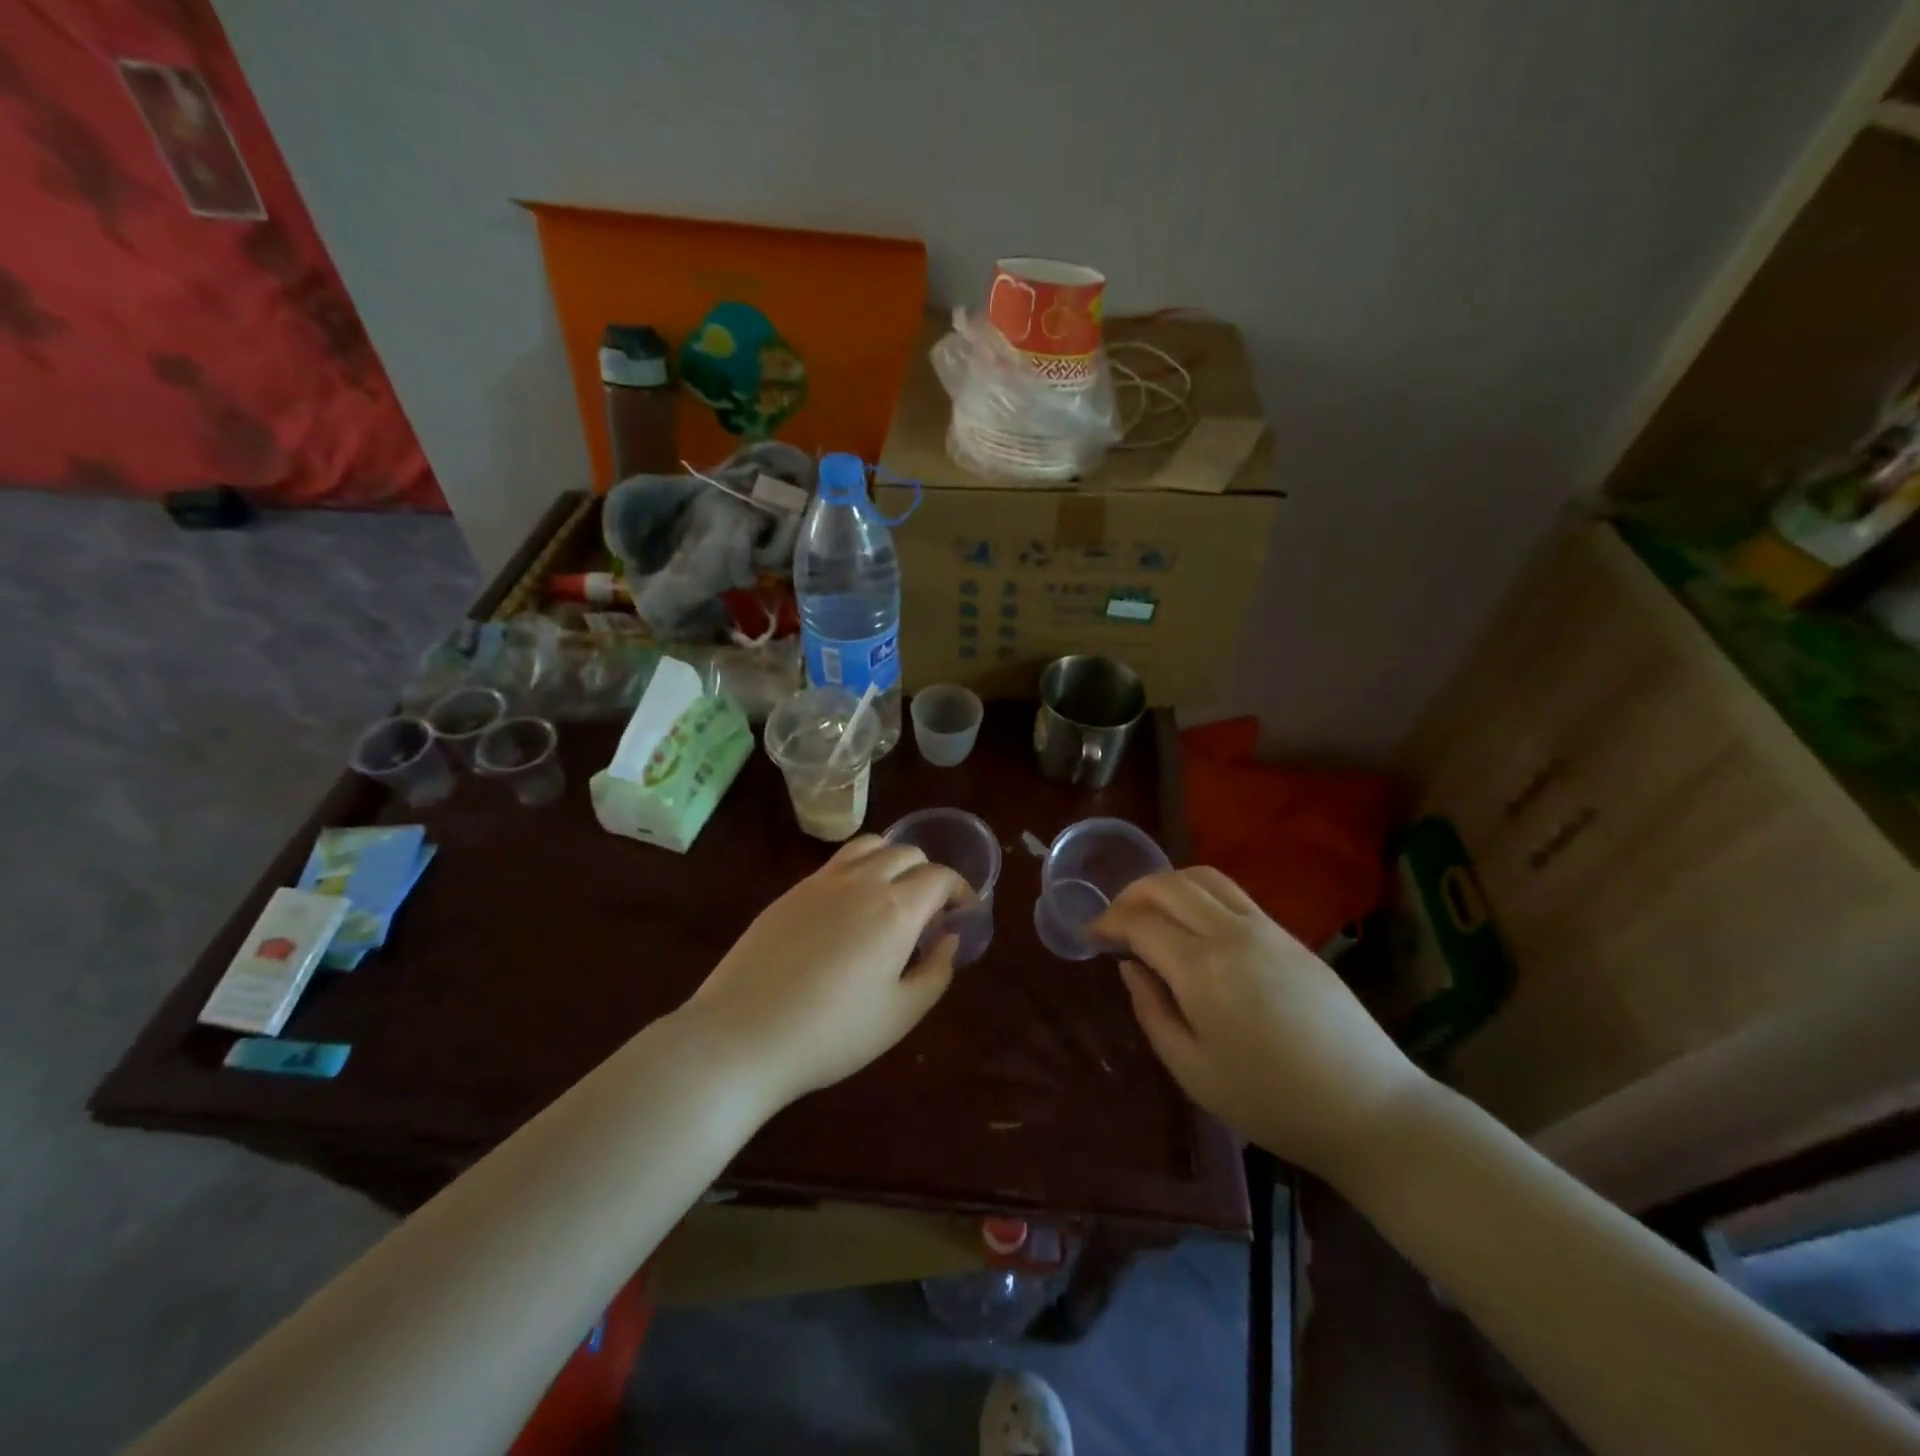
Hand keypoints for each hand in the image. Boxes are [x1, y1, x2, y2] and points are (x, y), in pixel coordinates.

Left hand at [680, 835, 964, 1110]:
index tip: (962, 912)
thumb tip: (948, 939)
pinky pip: (837, 862)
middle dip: (928, 874)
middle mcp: (862, 881)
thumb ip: (936, 972)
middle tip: (928, 912)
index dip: (959, 890)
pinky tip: (850, 907)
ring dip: (892, 860)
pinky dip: (859, 868)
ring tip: (891, 895)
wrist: (743, 1036)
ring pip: (870, 845)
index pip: (939, 876)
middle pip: (907, 853)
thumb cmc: (832, 1033)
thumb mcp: (901, 1014)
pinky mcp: (791, 891)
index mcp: (896, 909)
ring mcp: (822, 881)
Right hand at [1092, 866, 1425, 1182]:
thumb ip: (1152, 1011)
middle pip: (1168, 885)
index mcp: (1202, 969)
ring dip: (1165, 884)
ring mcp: (1265, 928)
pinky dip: (1198, 893)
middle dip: (1130, 894)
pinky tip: (1193, 924)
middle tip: (1113, 921)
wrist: (1368, 1109)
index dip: (1107, 923)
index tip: (1090, 937)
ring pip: (1202, 877)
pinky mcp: (1289, 935)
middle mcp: (1231, 933)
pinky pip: (1232, 893)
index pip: (1140, 922)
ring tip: (1149, 912)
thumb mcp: (1193, 1071)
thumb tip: (1131, 967)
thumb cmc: (1271, 1102)